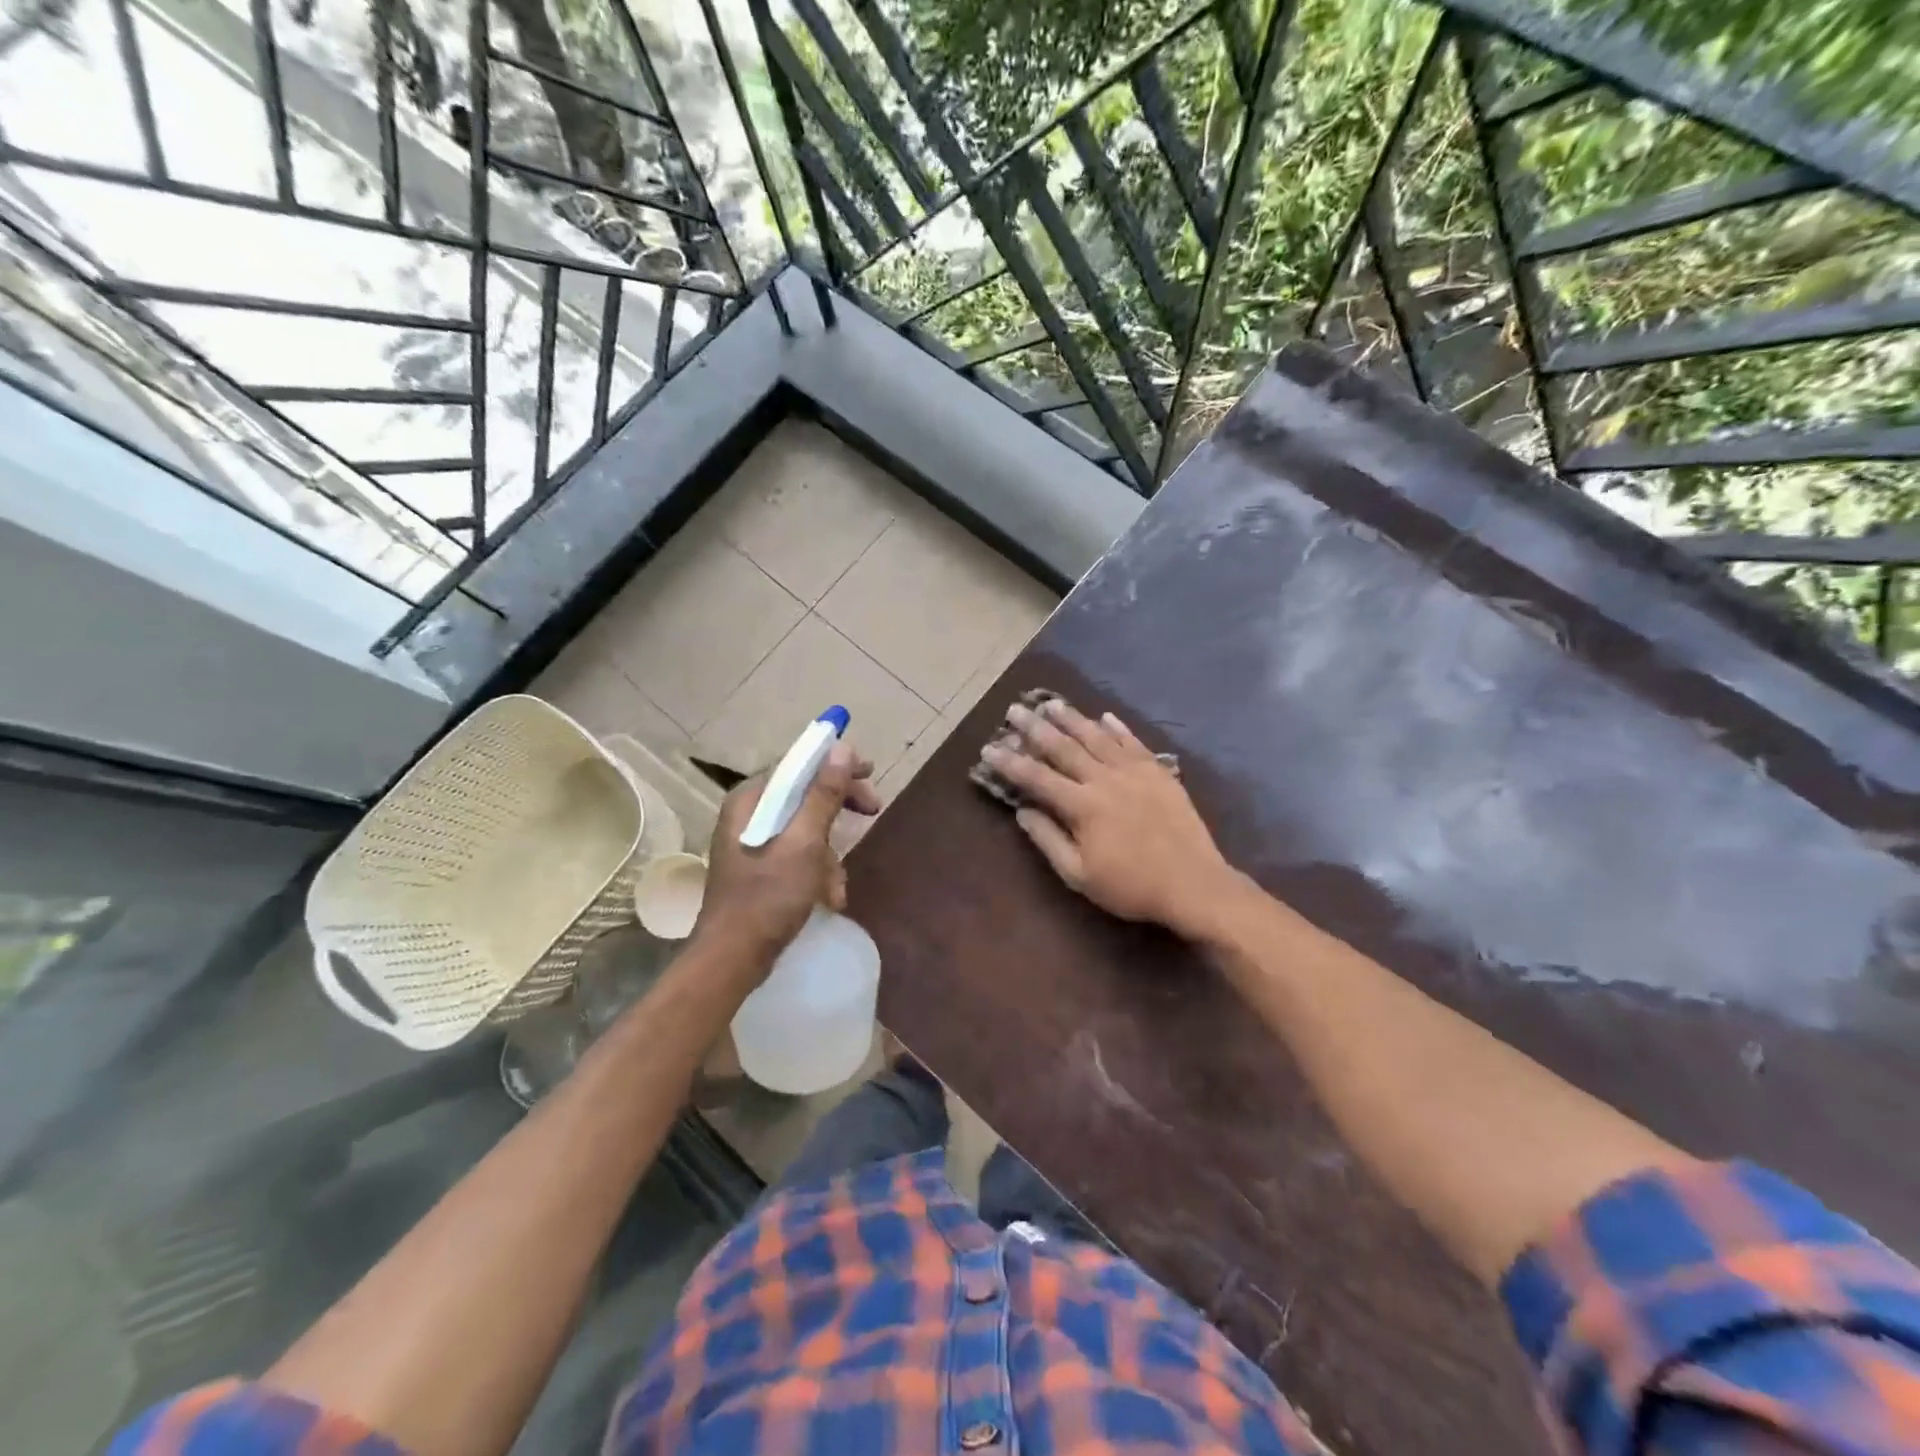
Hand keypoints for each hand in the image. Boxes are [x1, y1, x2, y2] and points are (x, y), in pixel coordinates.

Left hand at [693, 743, 880, 964]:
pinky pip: (798, 855)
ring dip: (830, 854)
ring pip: (806, 830)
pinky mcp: (760, 870)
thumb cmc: (767, 897)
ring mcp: (753, 844)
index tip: (870, 771)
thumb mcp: (804, 843)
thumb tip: (842, 749)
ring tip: (836, 886)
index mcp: (750, 801)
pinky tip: (828, 898)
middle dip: (838, 809)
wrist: (732, 959)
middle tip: (873, 810)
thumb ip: (823, 795)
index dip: (835, 764)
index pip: (797, 764)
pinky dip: (817, 872)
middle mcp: (748, 815)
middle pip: (804, 795)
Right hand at [983, 700, 1237, 940]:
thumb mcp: (1079, 875)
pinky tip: (1104, 716)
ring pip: (1097, 737)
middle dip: (1035, 727)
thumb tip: (1022, 810)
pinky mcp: (1159, 772)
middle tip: (1015, 709)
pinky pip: (1133, 742)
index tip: (988, 748)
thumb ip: (1048, 839)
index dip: (1010, 762)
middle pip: (1063, 747)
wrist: (1193, 884)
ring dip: (1072, 718)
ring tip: (1052, 703)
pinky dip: (1117, 728)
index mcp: (1082, 806)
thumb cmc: (1131, 886)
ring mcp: (1134, 772)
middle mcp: (1105, 779)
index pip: (1036, 778)